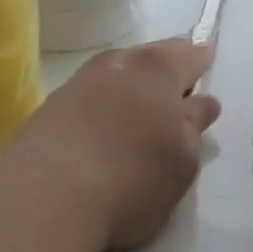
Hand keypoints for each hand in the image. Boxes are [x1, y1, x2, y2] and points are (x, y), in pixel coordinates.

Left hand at [13, 39, 219, 251]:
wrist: (45, 197)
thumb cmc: (133, 176)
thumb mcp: (182, 159)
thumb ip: (194, 125)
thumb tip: (203, 102)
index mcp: (159, 68)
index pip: (189, 54)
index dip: (201, 58)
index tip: (207, 59)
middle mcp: (120, 62)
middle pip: (151, 56)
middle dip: (166, 66)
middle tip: (177, 84)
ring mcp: (80, 81)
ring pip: (117, 73)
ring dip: (131, 85)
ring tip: (141, 107)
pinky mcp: (51, 107)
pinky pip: (90, 96)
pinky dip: (103, 104)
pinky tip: (104, 126)